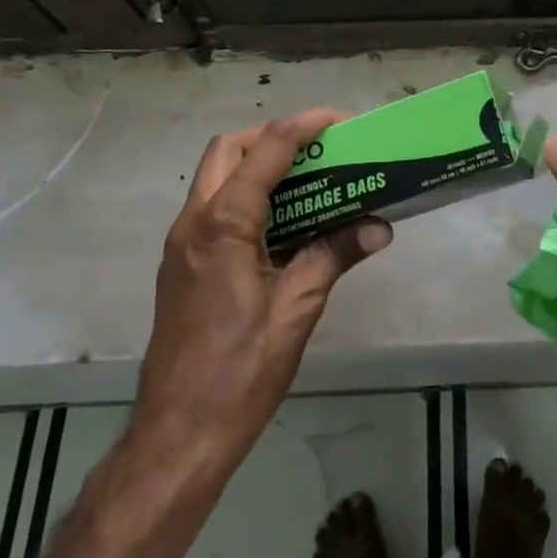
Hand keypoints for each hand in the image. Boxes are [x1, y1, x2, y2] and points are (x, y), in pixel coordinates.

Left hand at [129, 109, 391, 478]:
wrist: (177, 437)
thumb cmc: (239, 371)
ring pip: (217, 176)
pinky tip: (286, 223)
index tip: (342, 120)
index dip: (305, 125)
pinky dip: (249, 195)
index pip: (266, 149)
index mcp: (222, 224)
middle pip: (229, 149)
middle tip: (320, 149)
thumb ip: (334, 255)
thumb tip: (379, 227)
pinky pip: (216, 208)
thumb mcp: (296, 309)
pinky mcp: (184, 265)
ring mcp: (183, 244)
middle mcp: (194, 222)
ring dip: (260, 164)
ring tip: (310, 178)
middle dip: (274, 136)